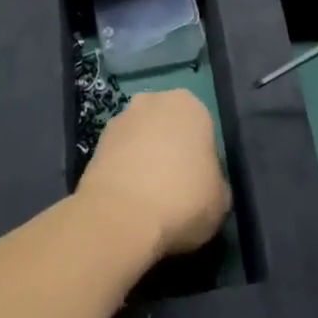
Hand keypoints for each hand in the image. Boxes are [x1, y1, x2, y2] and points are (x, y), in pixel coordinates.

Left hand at [77, 90, 230, 261]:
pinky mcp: (97, 142)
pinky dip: (124, 170)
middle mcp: (154, 100)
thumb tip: (207, 184)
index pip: (202, 128)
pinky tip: (128, 199)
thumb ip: (216, 181)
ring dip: (144, 158)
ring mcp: (122, 118)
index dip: (202, 157)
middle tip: (175, 187)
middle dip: (170, 149)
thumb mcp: (221, 199)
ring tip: (147, 198)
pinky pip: (119, 155)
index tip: (199, 183)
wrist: (120, 216)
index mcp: (190, 105)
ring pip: (141, 138)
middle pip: (168, 126)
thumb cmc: (183, 200)